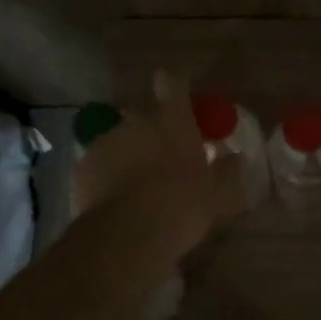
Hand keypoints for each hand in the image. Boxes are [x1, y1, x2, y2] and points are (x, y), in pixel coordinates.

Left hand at [74, 73, 247, 259]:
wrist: (126, 236)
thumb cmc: (182, 207)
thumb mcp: (219, 194)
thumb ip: (228, 171)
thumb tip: (237, 157)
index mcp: (173, 120)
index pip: (173, 83)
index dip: (175, 85)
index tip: (179, 96)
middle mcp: (138, 121)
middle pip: (144, 112)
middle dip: (153, 127)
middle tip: (164, 153)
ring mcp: (106, 141)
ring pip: (120, 137)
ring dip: (129, 151)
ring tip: (138, 181)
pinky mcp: (83, 165)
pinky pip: (100, 162)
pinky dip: (108, 173)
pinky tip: (116, 197)